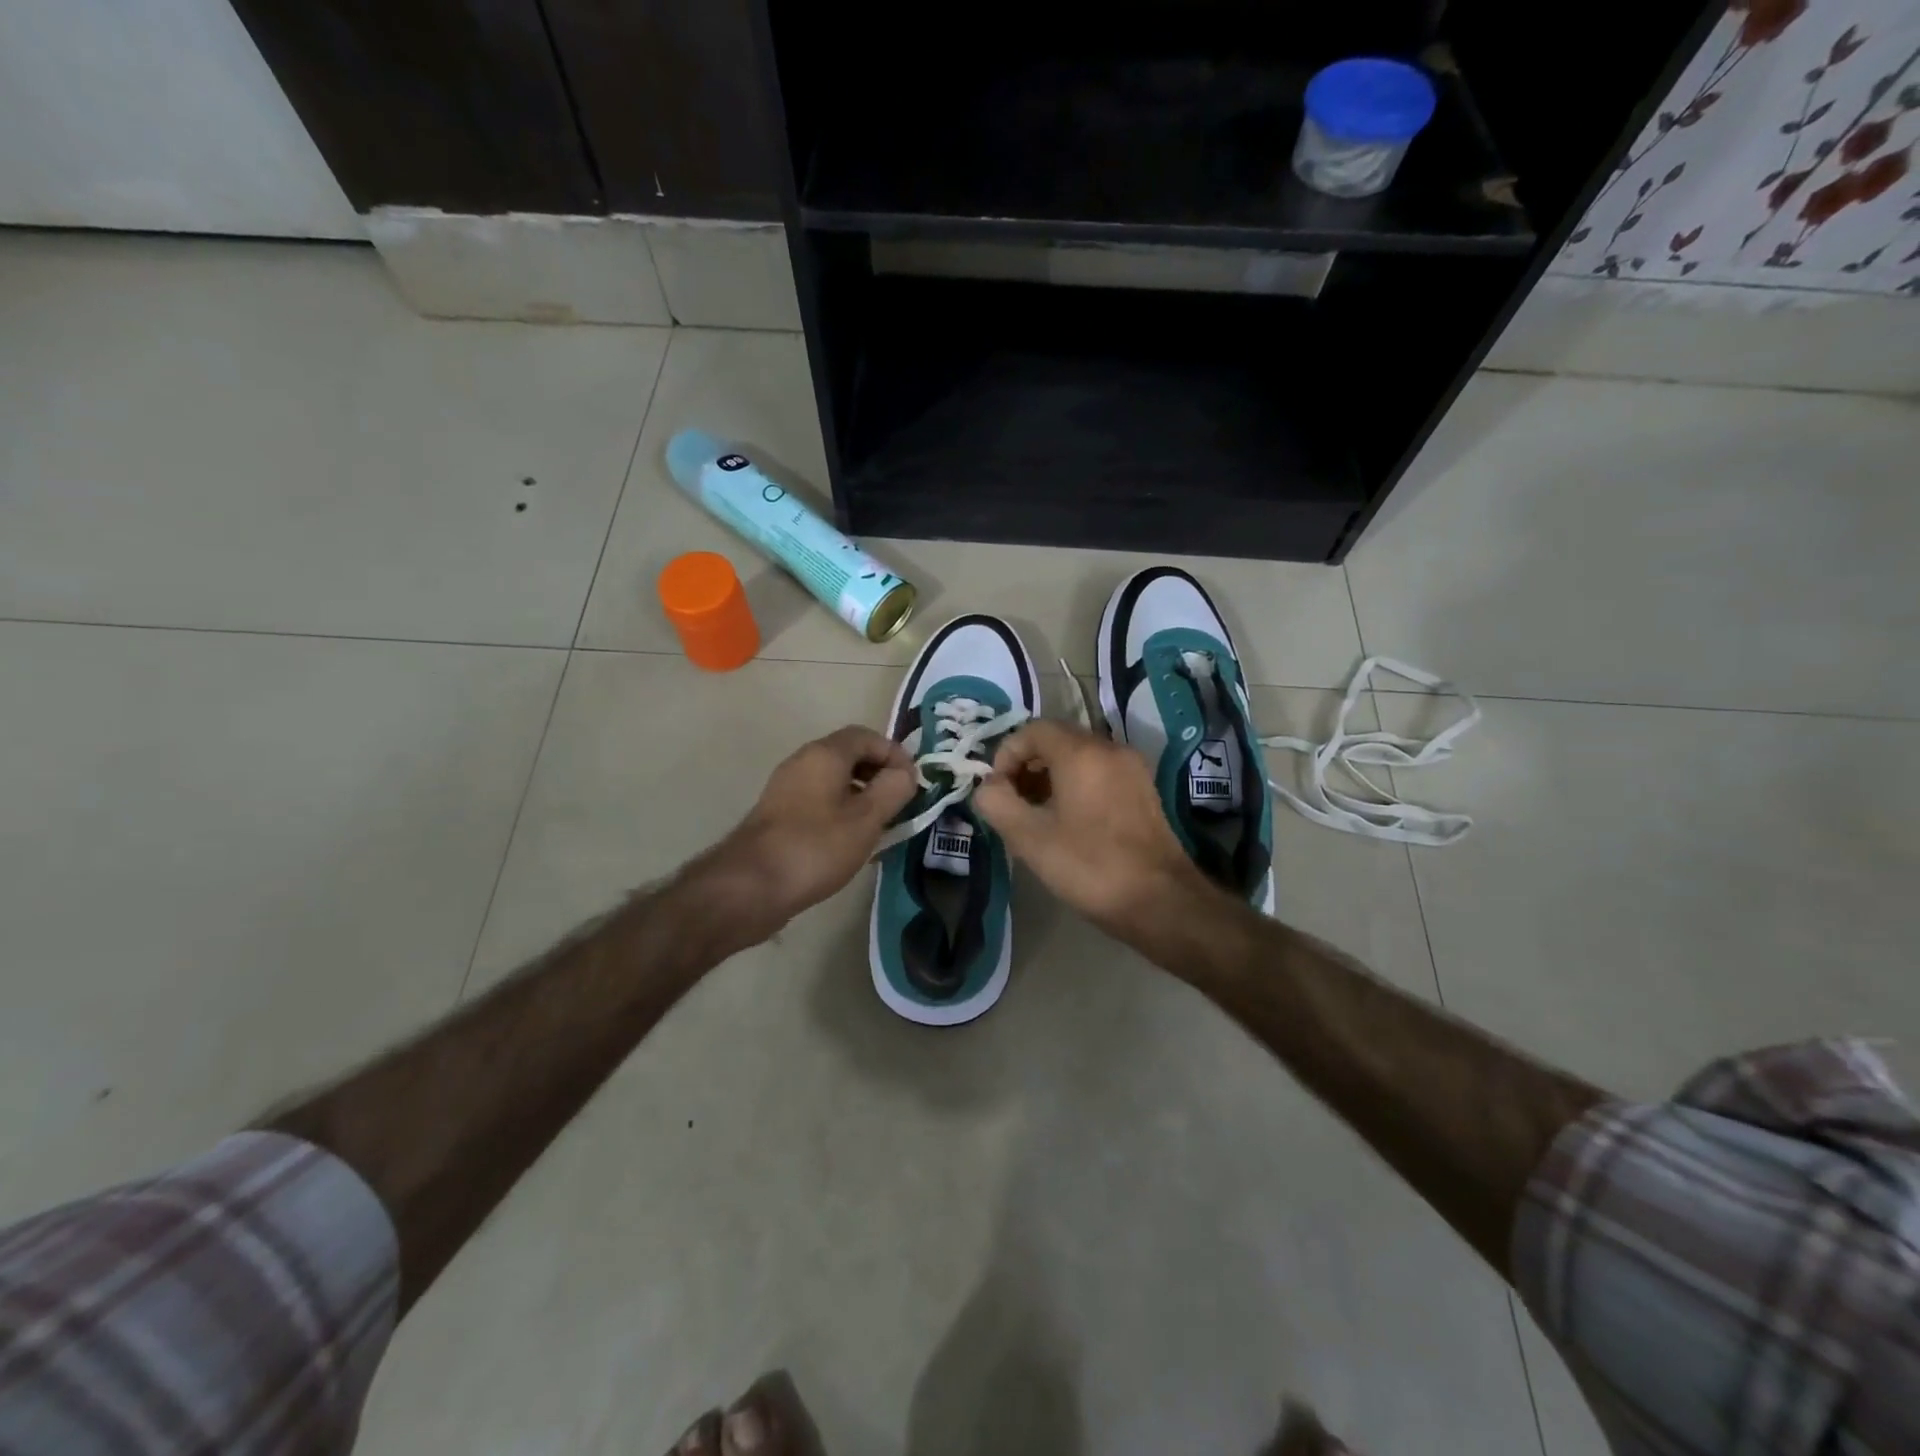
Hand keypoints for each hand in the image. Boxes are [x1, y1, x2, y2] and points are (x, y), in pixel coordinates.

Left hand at [710, 725, 914, 932]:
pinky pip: (819, 800)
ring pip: (833, 780)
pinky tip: (850, 841)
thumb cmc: (816, 847)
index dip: (894, 753)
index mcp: (824, 754)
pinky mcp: (779, 814)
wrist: (751, 886)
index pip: (866, 736)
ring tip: (880, 824)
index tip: (912, 782)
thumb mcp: (866, 819)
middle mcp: (802, 762)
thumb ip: (893, 790)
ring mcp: (787, 788)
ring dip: (861, 795)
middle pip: (849, 755)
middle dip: (878, 774)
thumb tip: (905, 773)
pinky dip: (841, 811)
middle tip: (899, 802)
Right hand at [973, 719, 1207, 939]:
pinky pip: (1100, 773)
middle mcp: (1110, 749)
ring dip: (1050, 777)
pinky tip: (1068, 822)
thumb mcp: (1029, 838)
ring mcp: (1132, 768)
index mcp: (1081, 753)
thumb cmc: (1089, 866)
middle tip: (1012, 803)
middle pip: (1057, 740)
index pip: (1032, 730)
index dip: (1006, 755)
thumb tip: (987, 787)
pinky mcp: (1144, 790)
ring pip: (1080, 757)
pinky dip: (1076, 785)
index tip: (997, 791)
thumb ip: (997, 803)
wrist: (1161, 901)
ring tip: (1036, 815)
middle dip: (1027, 766)